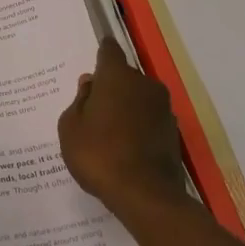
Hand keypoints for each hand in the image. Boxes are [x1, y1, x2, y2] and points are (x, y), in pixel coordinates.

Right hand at [58, 38, 191, 214]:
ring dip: (126, 107)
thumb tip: (91, 84)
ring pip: (139, 98)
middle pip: (125, 76)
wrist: (145, 195)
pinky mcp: (173, 132)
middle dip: (111, 87)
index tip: (95, 60)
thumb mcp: (71, 127)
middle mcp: (144, 84)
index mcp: (117, 76)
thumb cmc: (99, 154)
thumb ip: (79, 101)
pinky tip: (126, 147)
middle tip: (94, 108)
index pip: (109, 50)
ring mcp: (163, 108)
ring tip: (109, 132)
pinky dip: (139, 127)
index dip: (101, 53)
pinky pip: (149, 120)